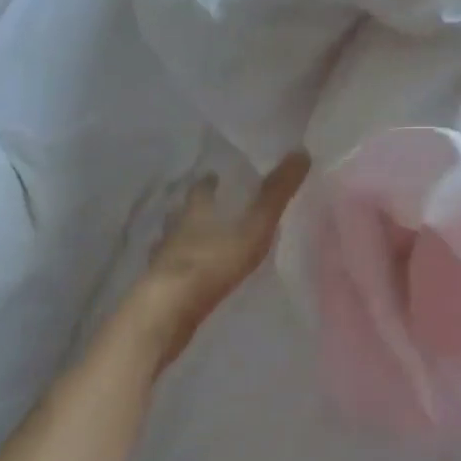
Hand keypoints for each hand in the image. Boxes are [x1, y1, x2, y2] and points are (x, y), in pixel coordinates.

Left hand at [128, 153, 310, 370]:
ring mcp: (163, 259)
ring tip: (198, 243)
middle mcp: (175, 229)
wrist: (170, 307)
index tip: (214, 176)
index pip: (201, 190)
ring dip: (183, 239)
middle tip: (209, 209)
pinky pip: (171, 271)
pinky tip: (188, 278)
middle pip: (183, 213)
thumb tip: (301, 152)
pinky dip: (180, 270)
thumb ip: (276, 194)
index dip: (209, 183)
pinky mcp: (159, 286)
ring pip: (173, 241)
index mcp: (196, 210)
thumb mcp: (254, 226)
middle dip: (194, 210)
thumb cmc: (213, 261)